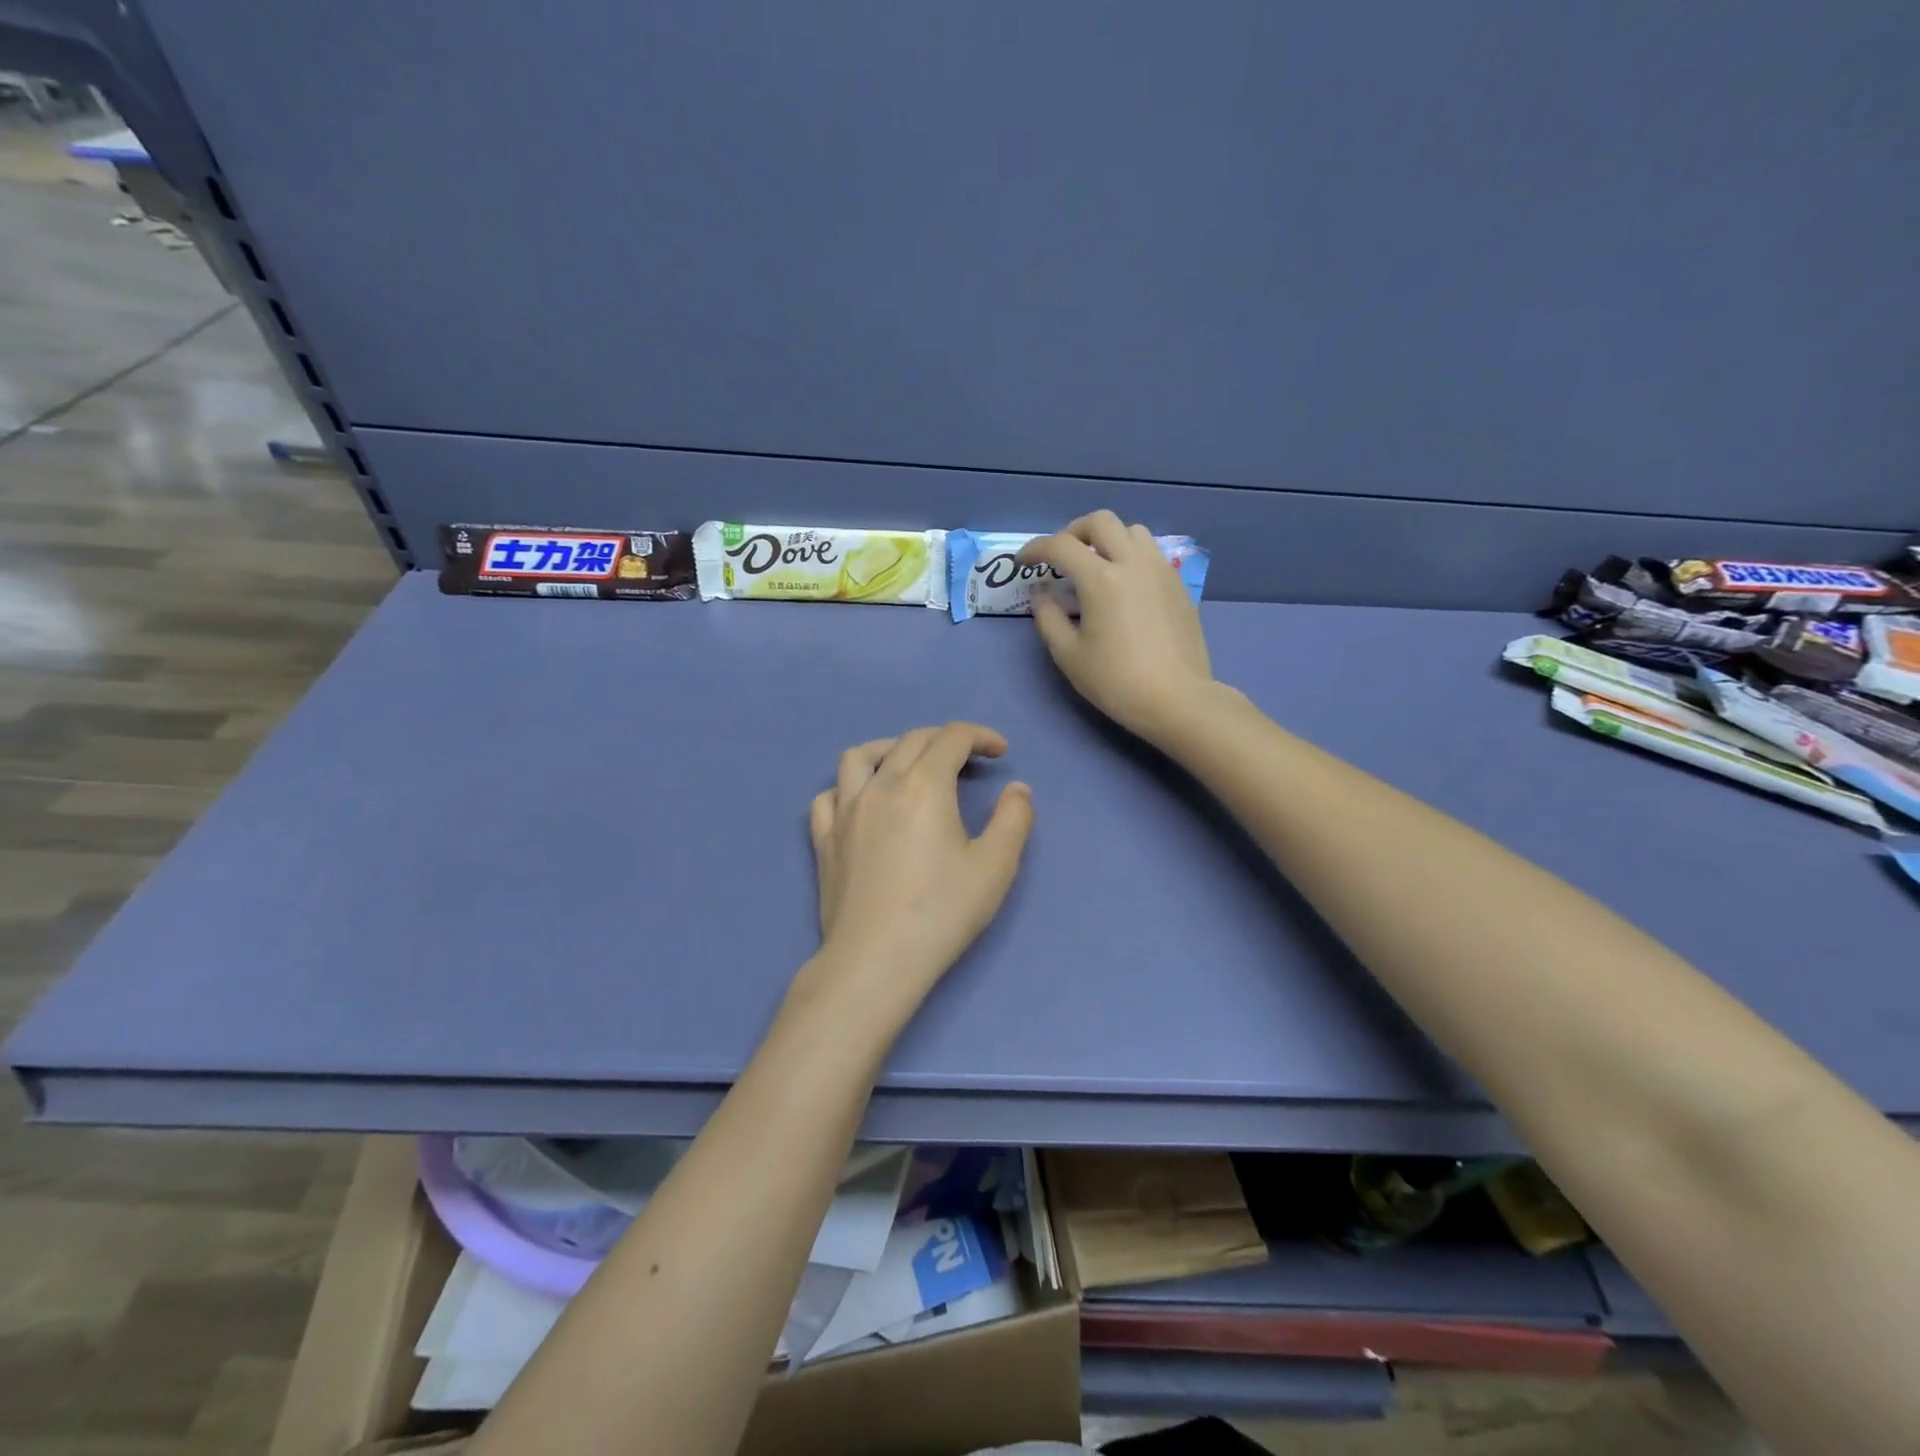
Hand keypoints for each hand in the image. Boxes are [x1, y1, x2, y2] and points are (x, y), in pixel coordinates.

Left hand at [803, 723, 1033, 1013]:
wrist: (876, 959)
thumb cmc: (942, 912)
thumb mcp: (995, 866)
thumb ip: (1013, 819)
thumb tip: (1018, 789)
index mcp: (923, 785)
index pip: (952, 737)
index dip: (980, 736)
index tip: (1000, 752)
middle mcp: (880, 785)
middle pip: (911, 740)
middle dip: (945, 739)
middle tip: (968, 759)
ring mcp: (844, 811)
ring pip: (860, 756)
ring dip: (890, 748)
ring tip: (909, 764)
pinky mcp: (824, 839)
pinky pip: (828, 796)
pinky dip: (848, 787)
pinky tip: (863, 802)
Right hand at [1018, 510, 1215, 743]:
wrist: (1176, 699)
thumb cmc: (1116, 681)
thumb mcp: (1068, 655)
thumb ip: (1048, 617)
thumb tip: (1042, 592)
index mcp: (1101, 579)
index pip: (1061, 545)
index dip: (1036, 549)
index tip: (1024, 563)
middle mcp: (1133, 563)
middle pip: (1101, 521)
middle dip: (1074, 532)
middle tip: (1062, 557)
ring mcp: (1161, 571)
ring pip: (1132, 531)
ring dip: (1107, 539)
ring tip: (1096, 566)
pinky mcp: (1178, 585)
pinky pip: (1151, 554)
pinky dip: (1130, 556)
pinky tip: (1124, 586)